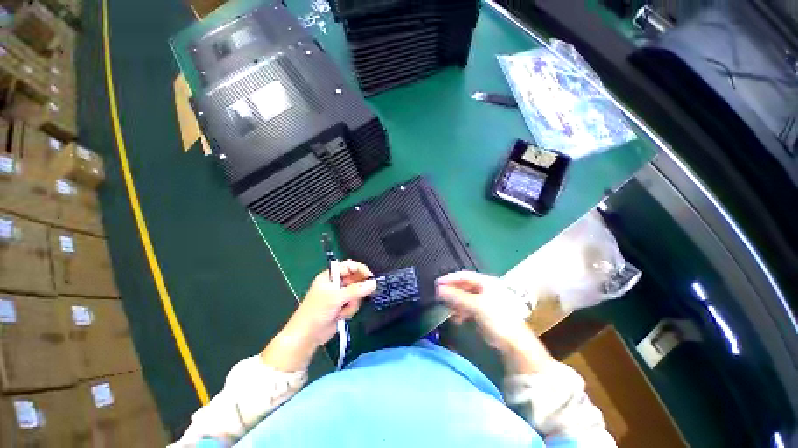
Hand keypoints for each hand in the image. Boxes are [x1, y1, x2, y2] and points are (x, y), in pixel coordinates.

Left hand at [262, 261, 375, 371]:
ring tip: (343, 311)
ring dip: (352, 303)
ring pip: (357, 293)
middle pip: (355, 280)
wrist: (307, 336)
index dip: (360, 270)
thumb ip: (356, 290)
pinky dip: (350, 310)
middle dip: (357, 290)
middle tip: (357, 297)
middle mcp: (336, 283)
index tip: (370, 277)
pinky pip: (354, 303)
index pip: (349, 266)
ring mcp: (340, 295)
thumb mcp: (337, 298)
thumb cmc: (317, 311)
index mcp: (330, 276)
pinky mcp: (343, 306)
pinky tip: (342, 316)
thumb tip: (374, 283)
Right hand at [436, 271, 533, 352]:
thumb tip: (439, 290)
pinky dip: (461, 311)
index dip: (450, 279)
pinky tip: (457, 318)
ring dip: (456, 303)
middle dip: (452, 292)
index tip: (437, 283)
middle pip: (464, 286)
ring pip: (465, 297)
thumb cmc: (497, 319)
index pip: (464, 276)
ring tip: (448, 310)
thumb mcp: (476, 306)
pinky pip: (468, 307)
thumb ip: (457, 297)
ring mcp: (485, 300)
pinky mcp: (484, 311)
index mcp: (486, 282)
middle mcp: (486, 288)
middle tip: (439, 296)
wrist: (515, 343)